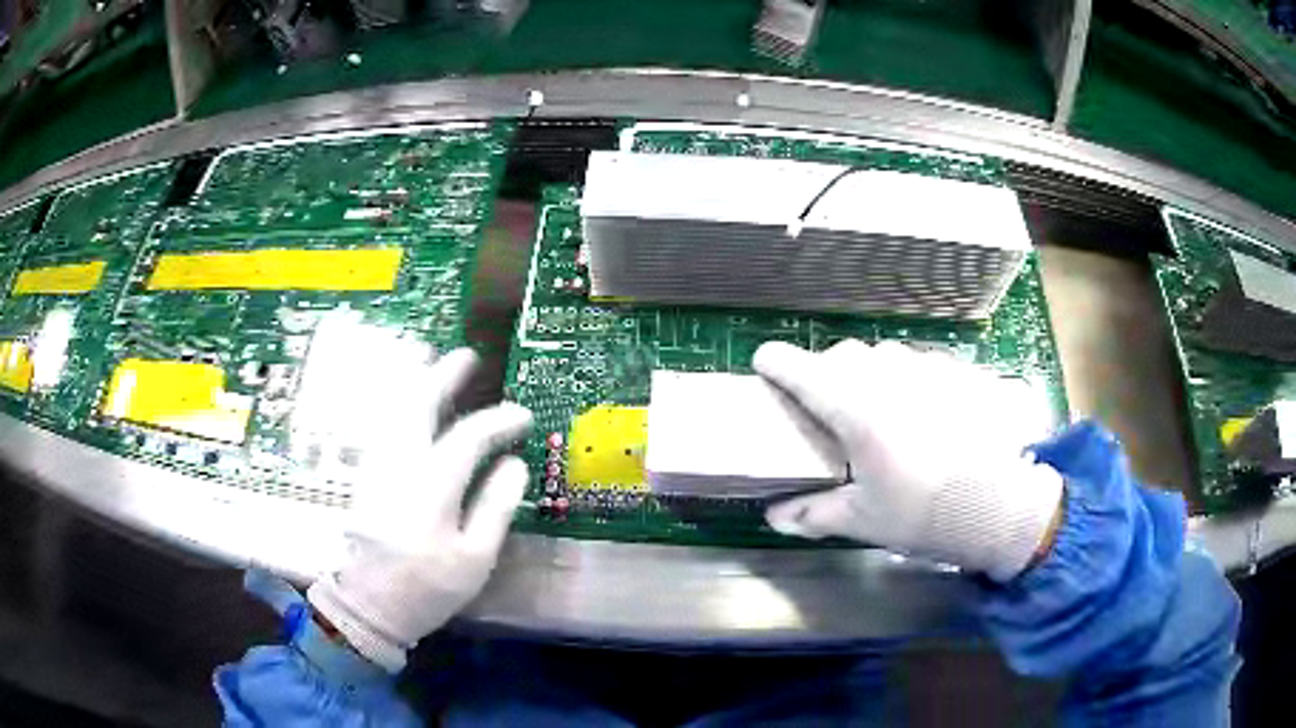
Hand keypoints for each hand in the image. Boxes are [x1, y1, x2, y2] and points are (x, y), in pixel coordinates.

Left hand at [307, 348, 532, 671]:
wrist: (368, 605)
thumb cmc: (427, 588)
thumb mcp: (473, 559)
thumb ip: (495, 508)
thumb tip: (515, 463)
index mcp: (431, 488)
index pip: (468, 438)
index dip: (499, 421)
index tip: (524, 416)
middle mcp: (399, 465)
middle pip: (418, 405)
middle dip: (444, 375)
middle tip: (467, 355)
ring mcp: (376, 467)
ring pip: (393, 409)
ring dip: (414, 380)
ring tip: (430, 357)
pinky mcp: (365, 475)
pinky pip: (383, 424)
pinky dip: (397, 402)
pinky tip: (407, 399)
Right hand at [753, 340, 1063, 580]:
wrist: (998, 503)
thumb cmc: (923, 513)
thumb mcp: (862, 520)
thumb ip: (813, 514)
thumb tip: (774, 517)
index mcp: (855, 411)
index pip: (803, 371)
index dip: (777, 363)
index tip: (764, 363)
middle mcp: (887, 377)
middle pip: (842, 355)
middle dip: (825, 371)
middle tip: (828, 405)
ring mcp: (927, 369)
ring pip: (882, 355)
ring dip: (868, 372)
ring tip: (879, 407)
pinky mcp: (957, 371)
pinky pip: (920, 363)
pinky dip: (907, 378)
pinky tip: (922, 410)